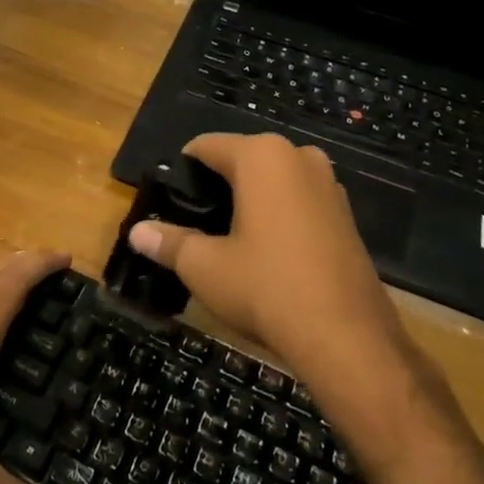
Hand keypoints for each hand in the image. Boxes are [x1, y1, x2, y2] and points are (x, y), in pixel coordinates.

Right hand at [125, 133, 409, 370]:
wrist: (347, 337)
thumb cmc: (266, 288)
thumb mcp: (204, 266)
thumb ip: (169, 242)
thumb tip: (137, 232)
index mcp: (261, 156)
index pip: (207, 146)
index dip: (182, 170)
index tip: (169, 199)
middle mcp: (299, 157)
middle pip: (243, 159)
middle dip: (218, 184)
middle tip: (195, 221)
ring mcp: (329, 184)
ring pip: (274, 180)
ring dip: (251, 199)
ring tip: (227, 237)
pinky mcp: (347, 215)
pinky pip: (299, 201)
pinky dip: (279, 215)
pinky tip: (267, 251)